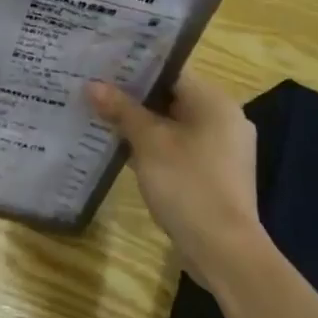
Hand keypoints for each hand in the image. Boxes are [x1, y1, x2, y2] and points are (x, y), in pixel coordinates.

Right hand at [87, 77, 261, 270]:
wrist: (224, 250)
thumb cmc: (188, 185)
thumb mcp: (148, 143)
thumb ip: (122, 110)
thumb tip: (93, 85)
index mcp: (215, 102)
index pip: (170, 71)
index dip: (134, 68)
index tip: (101, 67)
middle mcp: (224, 119)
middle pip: (171, 97)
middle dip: (133, 97)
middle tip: (94, 91)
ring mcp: (222, 149)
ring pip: (173, 124)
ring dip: (141, 124)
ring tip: (102, 117)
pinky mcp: (215, 174)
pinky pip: (179, 148)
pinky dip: (155, 146)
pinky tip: (124, 150)